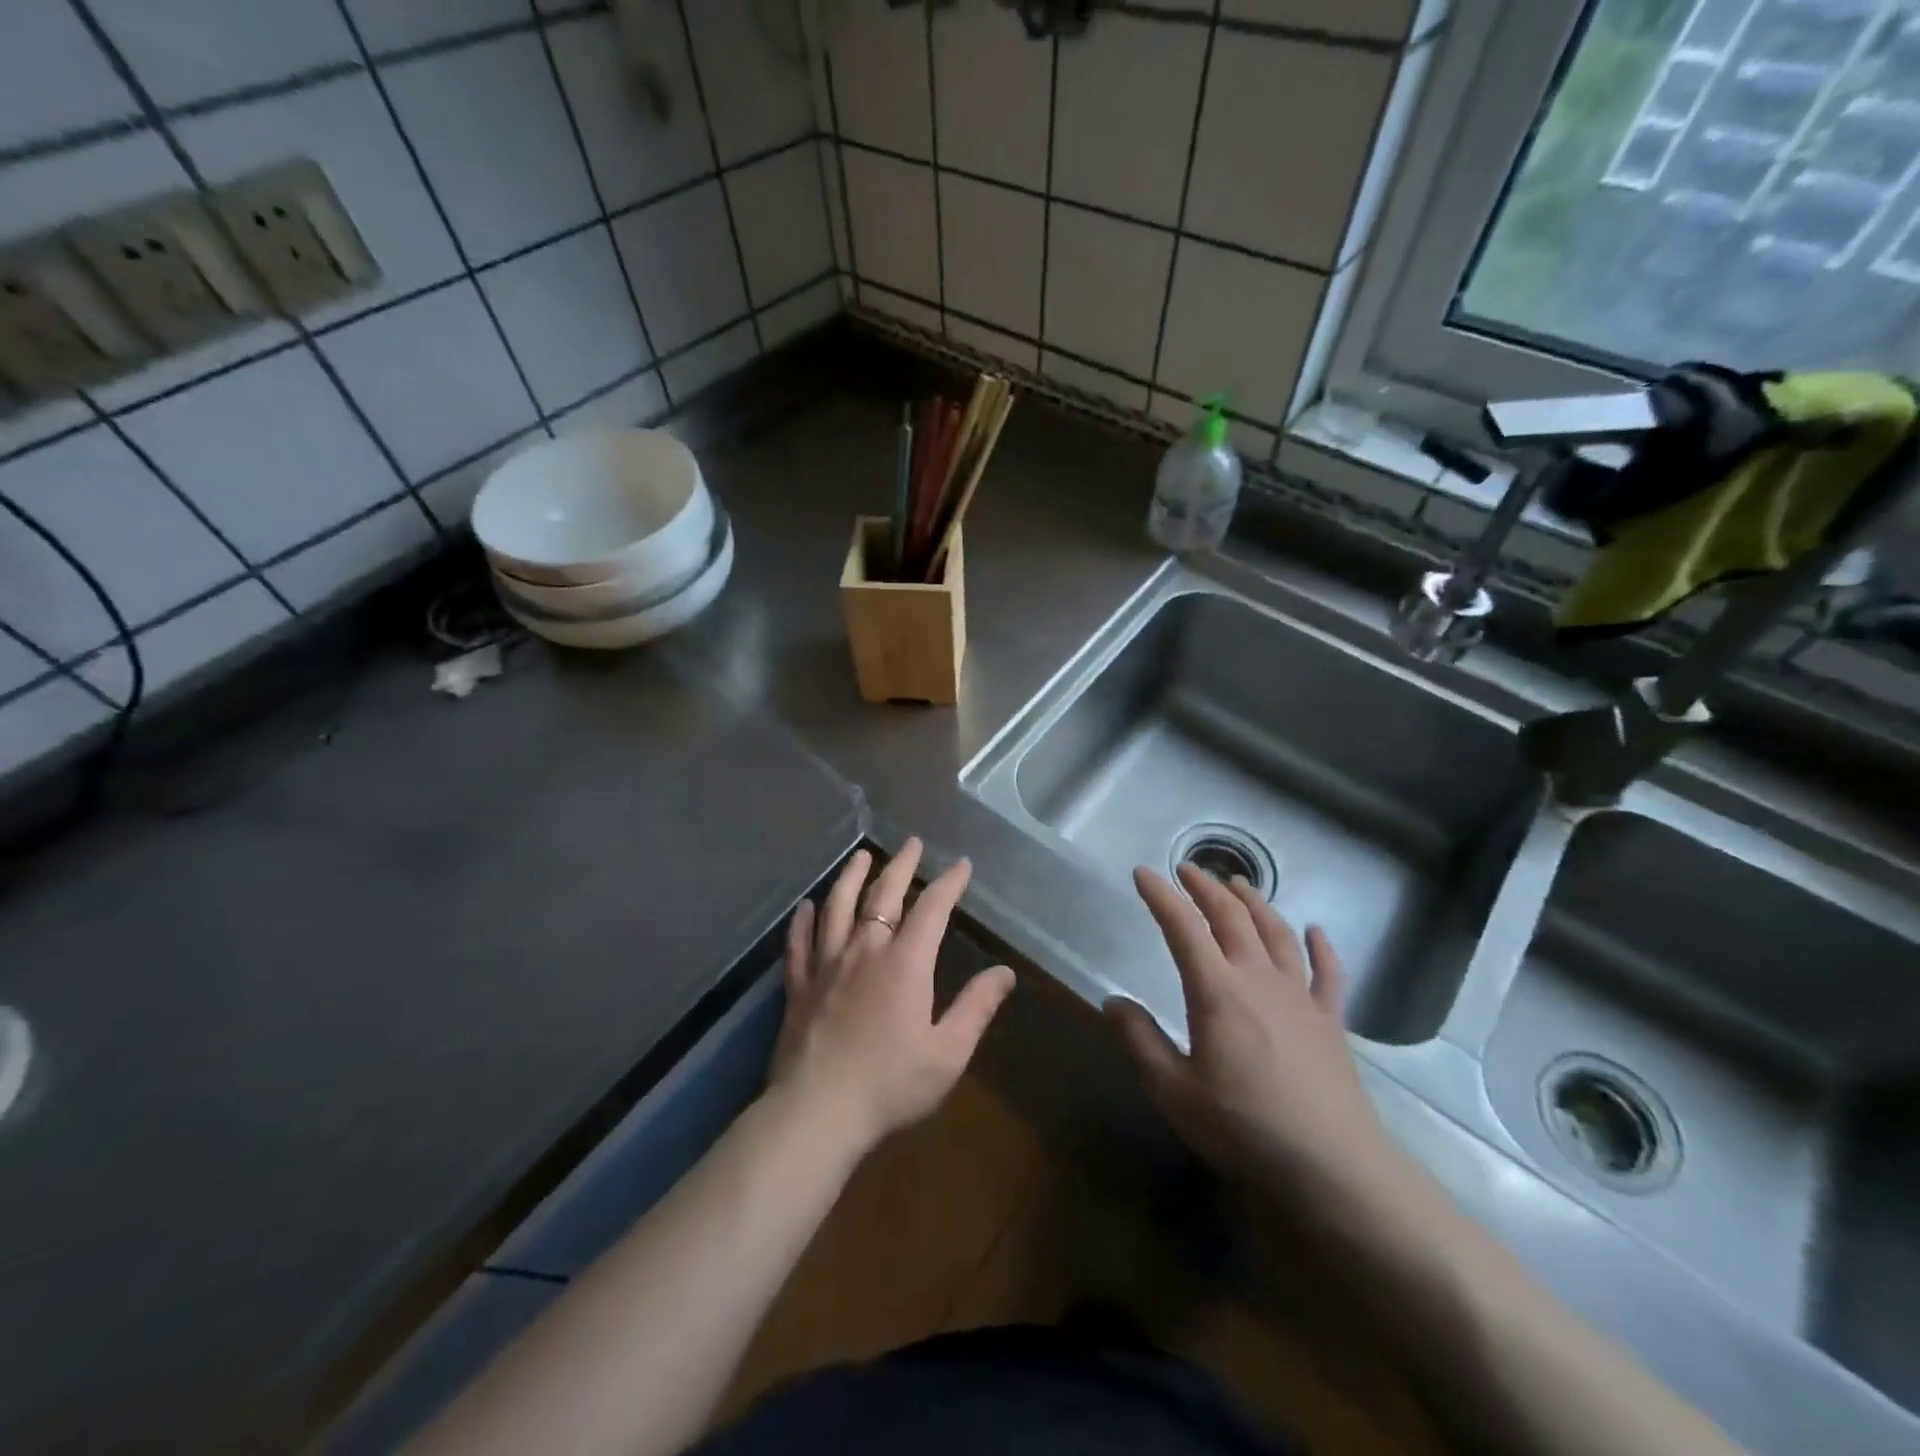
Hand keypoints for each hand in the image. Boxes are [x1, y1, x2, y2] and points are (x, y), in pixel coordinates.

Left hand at [769, 838, 1015, 1154]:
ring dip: (851, 878)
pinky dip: (803, 921)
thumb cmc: (890, 1084)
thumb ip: (976, 1008)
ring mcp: (826, 965)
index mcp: (904, 963)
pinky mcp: (798, 985)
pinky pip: (799, 943)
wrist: (817, 1112)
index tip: (961, 865)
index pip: (931, 909)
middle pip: (882, 895)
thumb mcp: (947, 1052)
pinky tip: (806, 906)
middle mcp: (864, 950)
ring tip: (861, 856)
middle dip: (901, 866)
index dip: (948, 884)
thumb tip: (1005, 973)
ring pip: (838, 907)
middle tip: (911, 843)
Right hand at [1106, 865, 1403, 1204]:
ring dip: (1255, 903)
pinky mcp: (1331, 1020)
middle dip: (1206, 888)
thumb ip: (1140, 1041)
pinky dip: (1321, 947)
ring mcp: (1300, 996)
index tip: (1144, 873)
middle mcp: (1258, 979)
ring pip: (1277, 933)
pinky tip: (1315, 932)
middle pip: (1232, 918)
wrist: (1332, 1165)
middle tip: (1188, 869)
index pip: (1183, 928)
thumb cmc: (1244, 1127)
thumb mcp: (1174, 1090)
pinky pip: (1328, 972)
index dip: (1161, 896)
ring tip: (1238, 884)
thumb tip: (1112, 1001)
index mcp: (1217, 991)